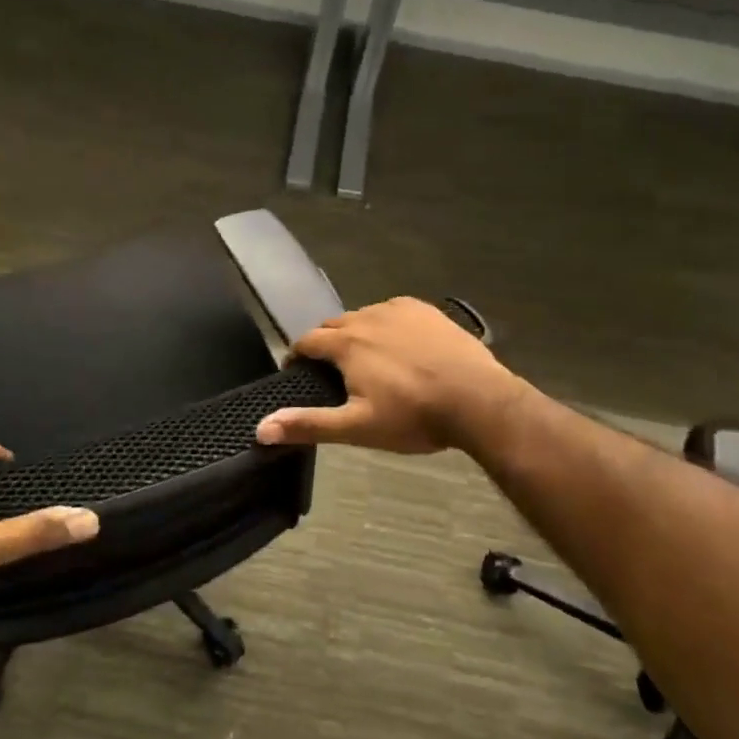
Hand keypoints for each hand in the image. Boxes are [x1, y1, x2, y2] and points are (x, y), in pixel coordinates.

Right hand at [256, 298, 521, 454]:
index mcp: (346, 343)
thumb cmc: (413, 416)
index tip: (296, 372)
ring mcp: (400, 310)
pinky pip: (394, 312)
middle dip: (325, 344)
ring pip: (364, 316)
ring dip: (356, 334)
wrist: (478, 400)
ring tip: (365, 359)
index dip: (297, 356)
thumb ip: (308, 424)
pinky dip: (386, 325)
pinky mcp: (426, 311)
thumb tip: (260, 428)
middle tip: (331, 371)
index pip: (307, 341)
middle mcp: (367, 317)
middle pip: (334, 326)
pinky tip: (399, 345)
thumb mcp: (357, 427)